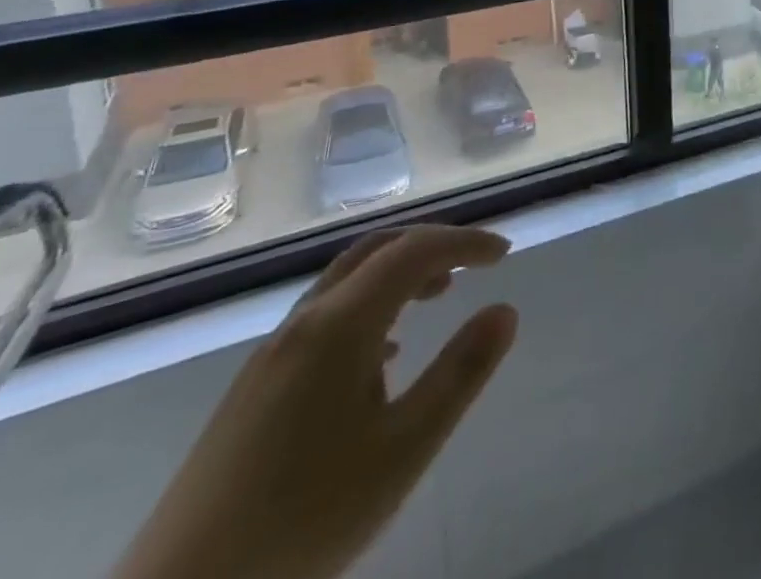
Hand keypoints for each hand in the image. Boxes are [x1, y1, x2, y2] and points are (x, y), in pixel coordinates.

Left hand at [114, 225, 516, 578]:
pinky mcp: (254, 387)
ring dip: (398, 272)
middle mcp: (304, 322)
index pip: (415, 251)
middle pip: (376, 250)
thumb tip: (505, 310)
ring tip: (439, 296)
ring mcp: (272, 353)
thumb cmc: (306, 518)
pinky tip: (384, 354)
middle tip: (475, 262)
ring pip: (347, 280)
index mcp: (341, 324)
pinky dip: (369, 306)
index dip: (465, 242)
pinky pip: (325, 315)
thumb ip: (461, 373)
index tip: (505, 254)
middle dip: (431, 244)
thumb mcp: (404, 449)